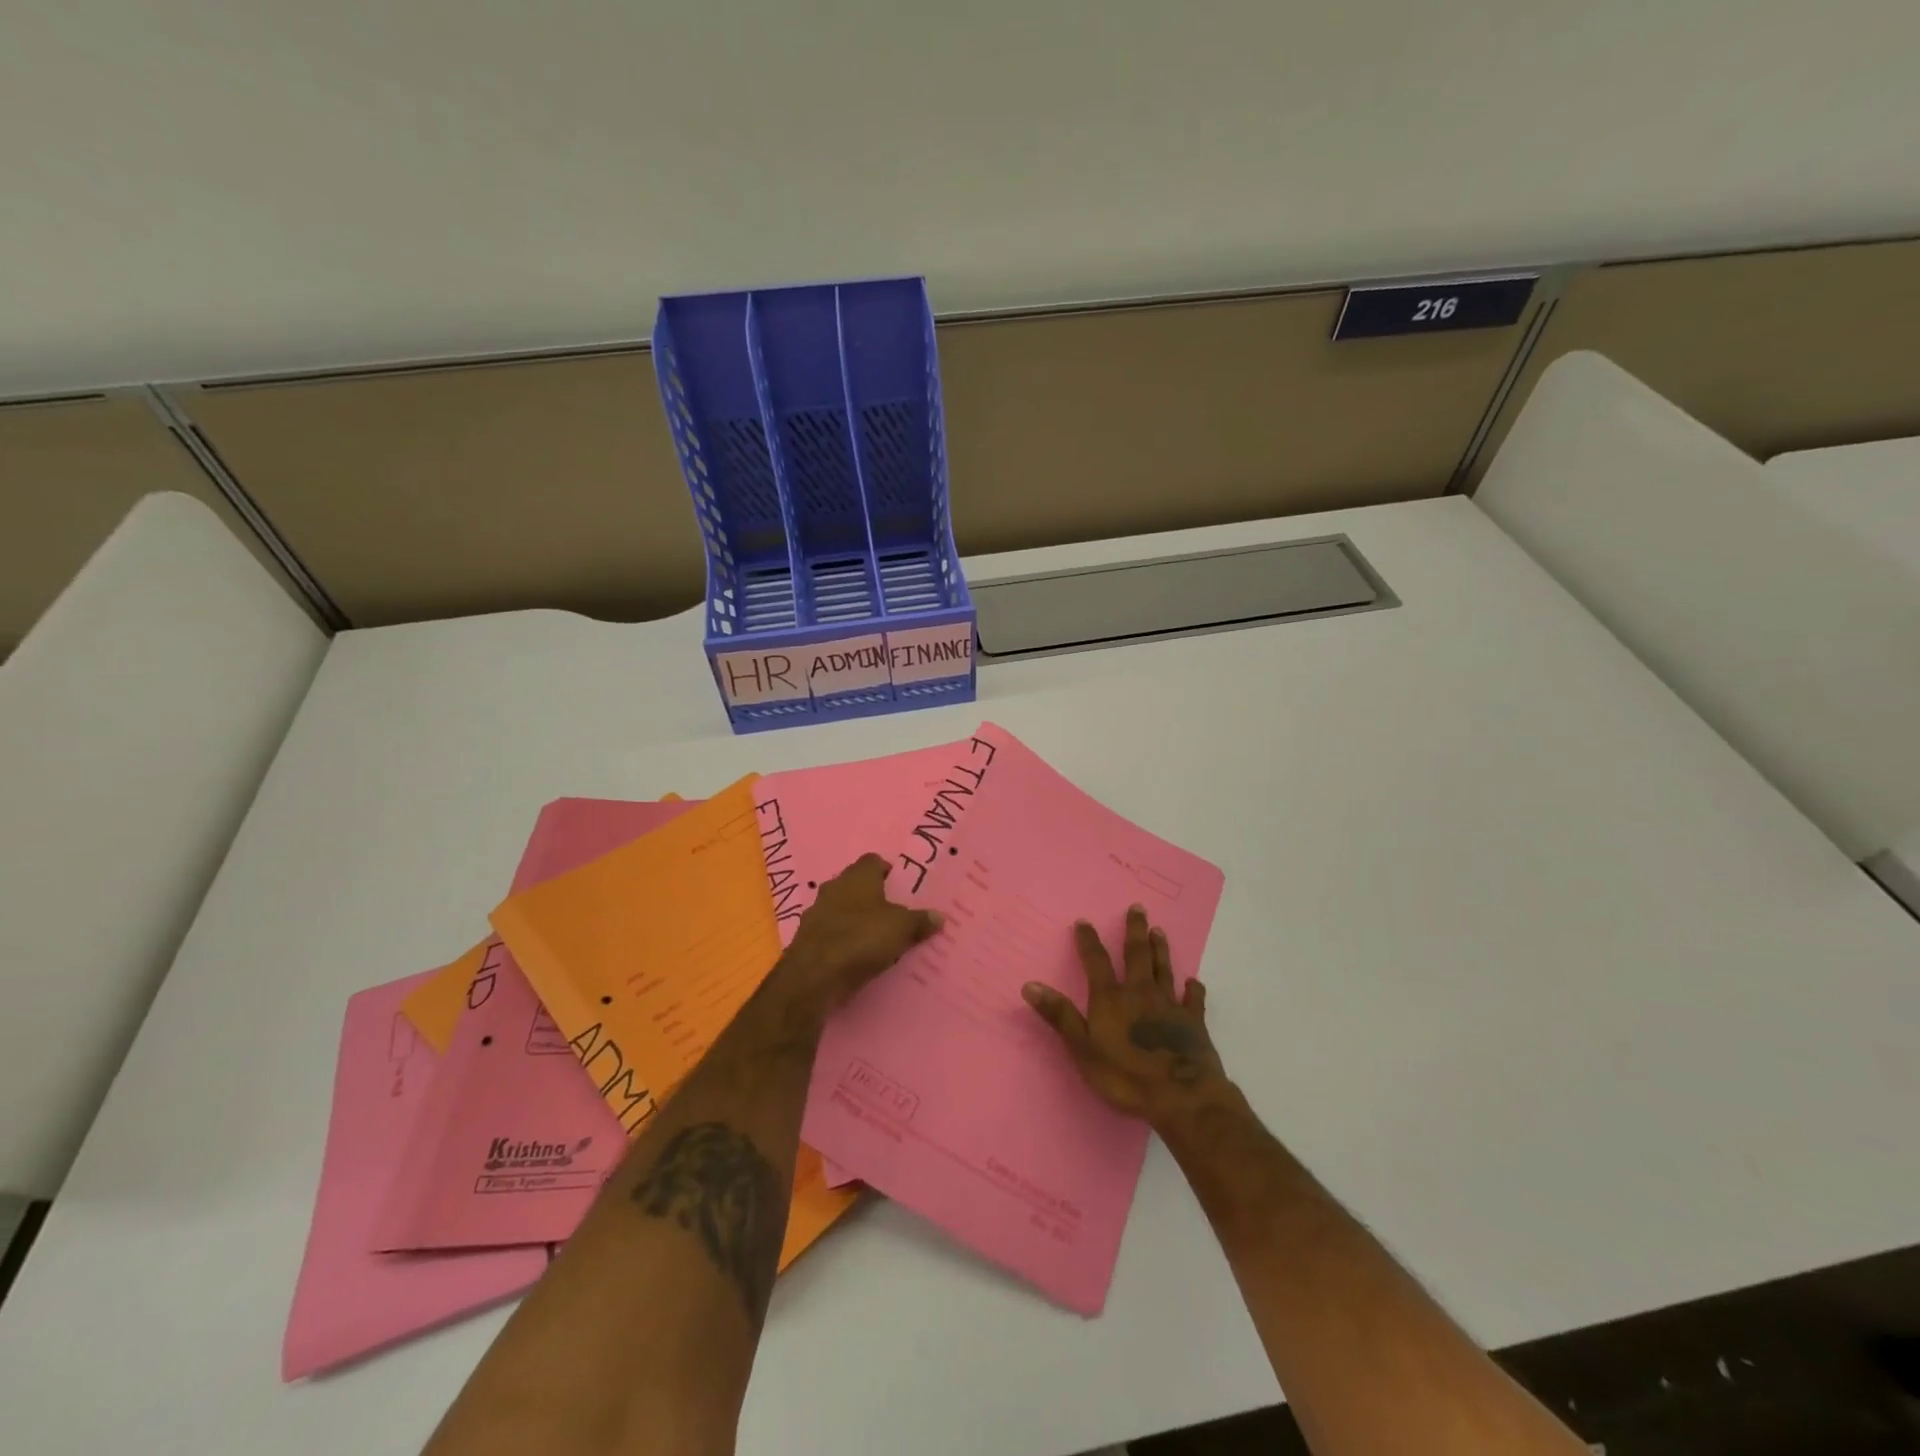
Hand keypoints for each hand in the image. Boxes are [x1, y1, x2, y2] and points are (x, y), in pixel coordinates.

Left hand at [777, 854, 942, 1017]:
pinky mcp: (807, 938)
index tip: (900, 885)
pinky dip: (841, 939)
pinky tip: (854, 954)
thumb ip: (920, 921)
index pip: (873, 861)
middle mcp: (834, 887)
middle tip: (892, 912)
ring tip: (874, 935)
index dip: (887, 870)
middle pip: (855, 884)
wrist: (814, 974)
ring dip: (854, 918)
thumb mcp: (901, 929)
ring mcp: (816, 912)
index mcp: (858, 876)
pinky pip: (830, 932)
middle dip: (871, 895)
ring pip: (840, 908)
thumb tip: (940, 916)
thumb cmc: (862, 938)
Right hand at [1022, 905, 1227, 1126]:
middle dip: (1135, 930)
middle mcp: (1140, 993)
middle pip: (1136, 955)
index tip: (1085, 921)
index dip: (1089, 941)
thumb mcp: (1083, 1048)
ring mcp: (1169, 1005)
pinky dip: (1193, 989)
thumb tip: (1029, 984)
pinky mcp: (1193, 1023)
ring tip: (1159, 931)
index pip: (1096, 961)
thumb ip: (1060, 1015)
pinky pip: (1193, 1000)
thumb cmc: (1126, 1076)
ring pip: (1163, 969)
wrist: (1181, 1096)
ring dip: (1160, 949)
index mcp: (1111, 998)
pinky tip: (1194, 982)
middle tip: (1138, 908)